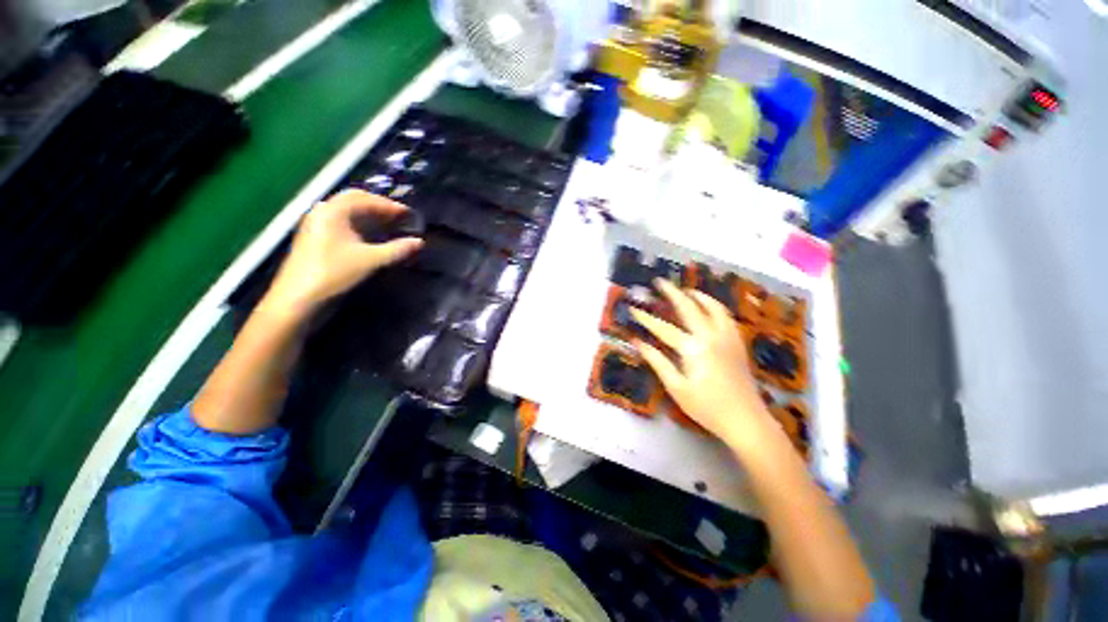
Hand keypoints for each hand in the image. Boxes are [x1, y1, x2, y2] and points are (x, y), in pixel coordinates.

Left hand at [263, 189, 422, 315]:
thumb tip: (420, 242)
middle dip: (379, 206)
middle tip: (399, 217)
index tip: (410, 214)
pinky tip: (370, 236)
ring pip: (347, 212)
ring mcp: (317, 224)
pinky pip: (342, 222)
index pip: (366, 199)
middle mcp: (323, 212)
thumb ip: (397, 249)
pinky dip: (359, 224)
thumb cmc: (334, 273)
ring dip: (369, 215)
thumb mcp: (371, 261)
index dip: (390, 206)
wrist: (299, 298)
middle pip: (355, 200)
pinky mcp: (316, 238)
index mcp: (334, 211)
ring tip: (389, 225)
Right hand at [630, 279, 774, 449]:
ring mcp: (728, 337)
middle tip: (659, 282)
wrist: (746, 421)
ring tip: (685, 291)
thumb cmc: (707, 407)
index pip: (663, 328)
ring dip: (697, 295)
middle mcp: (711, 336)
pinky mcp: (738, 343)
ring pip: (713, 307)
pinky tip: (709, 308)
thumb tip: (638, 342)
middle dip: (672, 293)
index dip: (646, 319)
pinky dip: (715, 306)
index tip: (633, 309)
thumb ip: (657, 361)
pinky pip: (726, 316)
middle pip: (689, 307)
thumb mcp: (676, 387)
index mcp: (693, 349)